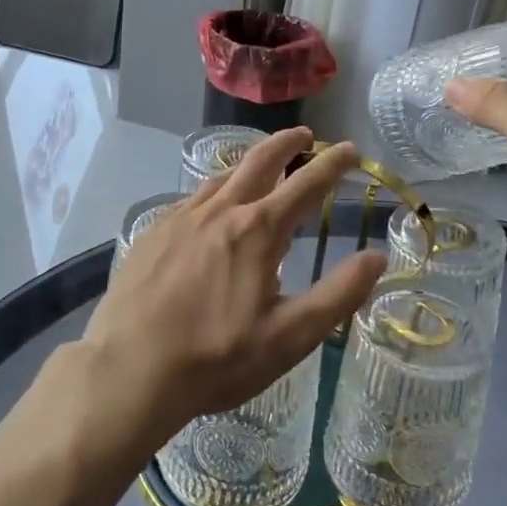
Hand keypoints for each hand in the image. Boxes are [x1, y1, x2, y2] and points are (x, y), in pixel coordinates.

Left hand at [79, 128, 385, 452]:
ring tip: (261, 167)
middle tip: (305, 135)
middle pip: (259, 161)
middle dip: (287, 142)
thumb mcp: (290, 337)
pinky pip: (191, 199)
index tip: (351, 150)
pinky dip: (214, 191)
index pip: (306, 184)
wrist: (129, 370)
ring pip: (221, 177)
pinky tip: (211, 208)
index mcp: (257, 231)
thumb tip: (378, 257)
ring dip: (248, 164)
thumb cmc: (216, 358)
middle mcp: (219, 211)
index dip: (333, 164)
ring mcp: (180, 218)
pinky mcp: (152, 233)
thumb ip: (338, 295)